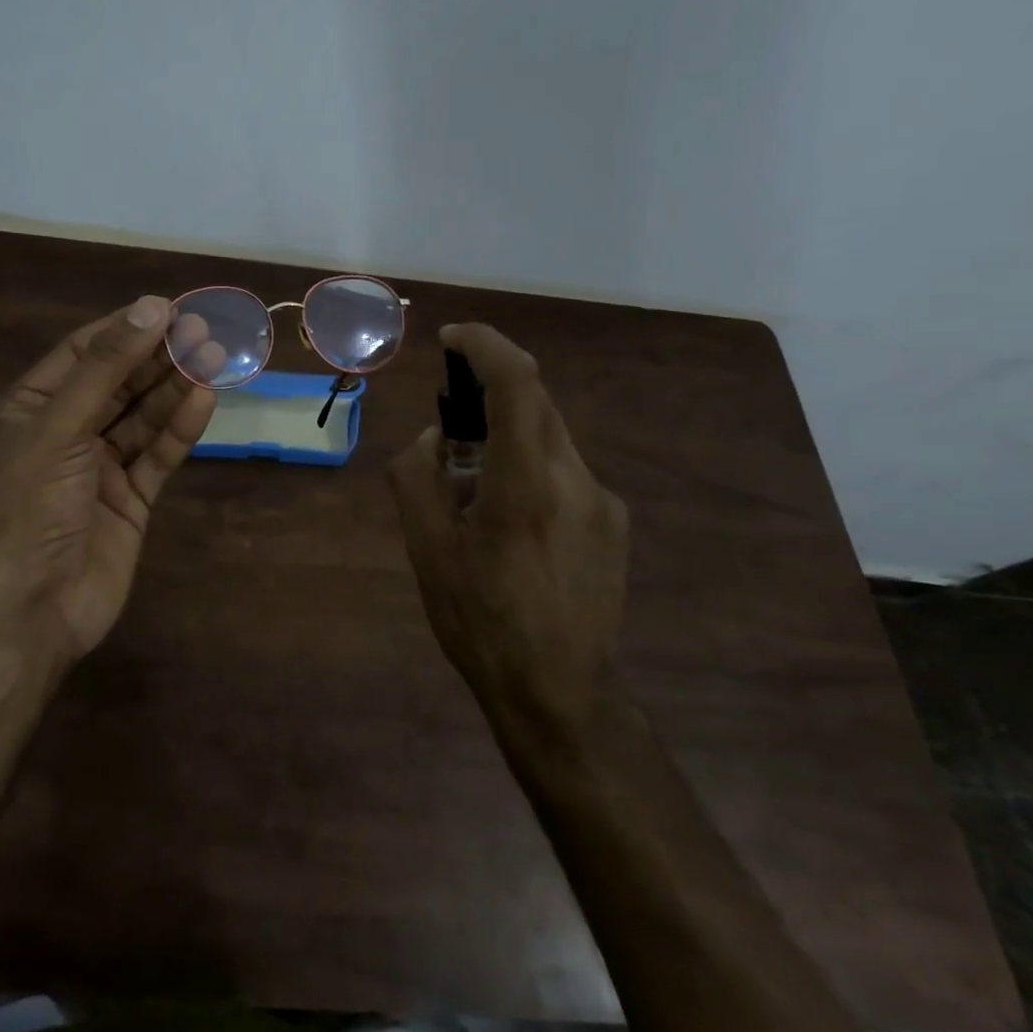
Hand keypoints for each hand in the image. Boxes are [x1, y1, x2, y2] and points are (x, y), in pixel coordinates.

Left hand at [0, 296, 217, 660]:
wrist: (33, 610)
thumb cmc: (30, 509)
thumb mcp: (58, 429)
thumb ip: (105, 369)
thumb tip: (151, 308)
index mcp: (31, 409)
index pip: (82, 353)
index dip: (125, 329)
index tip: (170, 308)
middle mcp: (65, 432)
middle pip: (119, 382)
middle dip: (158, 356)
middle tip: (204, 330)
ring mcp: (100, 467)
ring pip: (143, 416)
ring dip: (175, 387)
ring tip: (216, 357)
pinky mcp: (130, 498)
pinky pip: (157, 454)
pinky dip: (180, 429)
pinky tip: (205, 400)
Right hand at [387, 323, 628, 730]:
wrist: (560, 692)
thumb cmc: (481, 623)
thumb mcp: (427, 552)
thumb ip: (417, 478)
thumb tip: (433, 438)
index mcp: (524, 486)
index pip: (518, 384)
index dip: (486, 346)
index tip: (452, 339)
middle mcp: (575, 480)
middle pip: (536, 404)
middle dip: (489, 392)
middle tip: (448, 423)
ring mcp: (603, 502)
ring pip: (550, 437)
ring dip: (508, 436)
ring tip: (473, 489)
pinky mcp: (615, 523)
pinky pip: (565, 471)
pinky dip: (530, 467)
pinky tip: (511, 523)